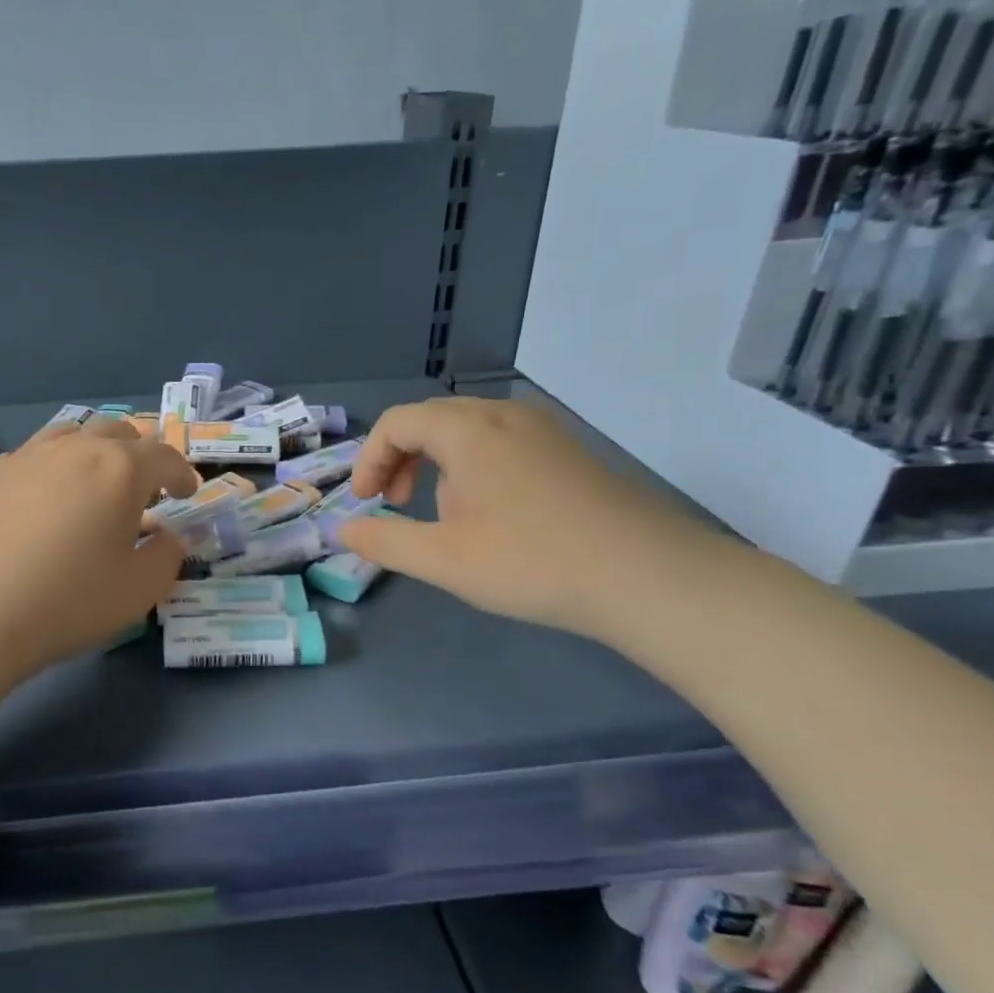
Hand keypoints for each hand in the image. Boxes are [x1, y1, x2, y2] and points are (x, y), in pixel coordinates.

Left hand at [0, 417, 200, 681]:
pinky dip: (47, 473)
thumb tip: (169, 536)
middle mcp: (73, 449)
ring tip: (89, 487)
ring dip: (90, 453)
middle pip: (116, 432)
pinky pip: (28, 459)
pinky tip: (37, 508)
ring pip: (69, 435)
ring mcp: (23, 457)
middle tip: (140, 489)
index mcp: (119, 469)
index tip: (185, 493)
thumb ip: (167, 556)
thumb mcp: (138, 591)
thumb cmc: (66, 602)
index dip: (182, 473)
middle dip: (137, 455)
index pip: (164, 456)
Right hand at [337, 397, 729, 640]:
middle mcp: (503, 415)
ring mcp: (542, 430)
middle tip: (395, 504)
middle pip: (431, 420)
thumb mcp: (444, 559)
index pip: (396, 422)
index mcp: (467, 429)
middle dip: (400, 459)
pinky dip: (473, 466)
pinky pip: (501, 442)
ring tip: (442, 514)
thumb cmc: (533, 563)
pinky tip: (491, 513)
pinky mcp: (568, 450)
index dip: (370, 459)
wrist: (650, 577)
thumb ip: (384, 540)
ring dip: (436, 463)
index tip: (368, 503)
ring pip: (467, 431)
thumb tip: (343, 529)